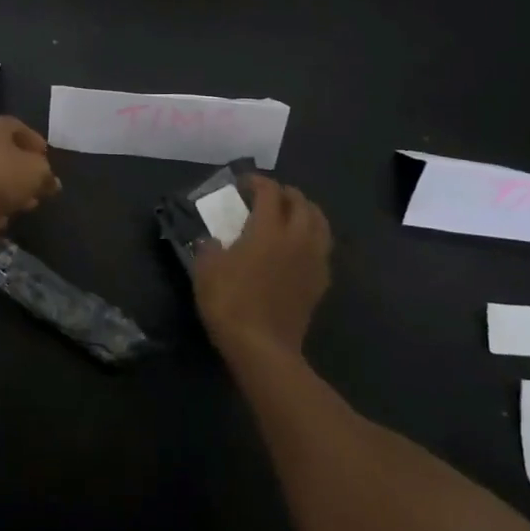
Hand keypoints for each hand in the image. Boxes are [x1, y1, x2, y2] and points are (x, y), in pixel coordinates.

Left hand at [0, 116, 61, 240]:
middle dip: (22, 168)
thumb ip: (47, 175)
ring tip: (27, 203)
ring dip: (9, 187)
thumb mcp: (37, 173)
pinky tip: (4, 215)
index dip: (35, 142)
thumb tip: (51, 182)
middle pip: (3, 150)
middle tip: (38, 183)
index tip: (46, 158)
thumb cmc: (1, 176)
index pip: (18, 127)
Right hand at [193, 175, 331, 358]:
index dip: (257, 181)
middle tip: (267, 196)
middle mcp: (297, 238)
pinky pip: (323, 248)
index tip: (242, 183)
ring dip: (305, 211)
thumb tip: (213, 241)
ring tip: (289, 215)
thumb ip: (210, 247)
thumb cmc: (230, 303)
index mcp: (269, 228)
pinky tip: (298, 246)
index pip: (270, 191)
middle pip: (300, 202)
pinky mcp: (320, 283)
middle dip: (284, 193)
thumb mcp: (206, 269)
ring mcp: (313, 261)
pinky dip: (312, 237)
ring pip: (320, 223)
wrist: (263, 349)